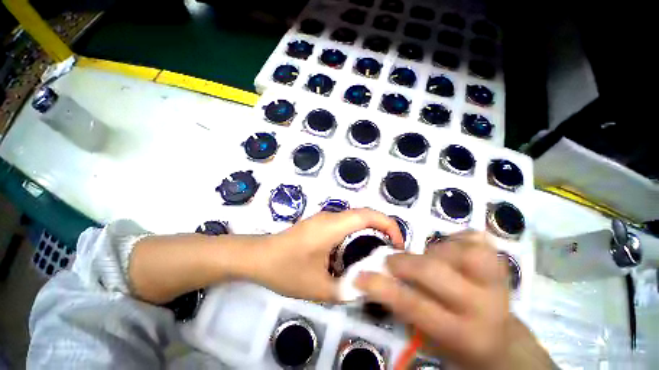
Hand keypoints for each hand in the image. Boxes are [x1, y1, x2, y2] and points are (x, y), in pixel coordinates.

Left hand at [252, 208, 403, 301]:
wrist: (258, 257)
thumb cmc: (285, 269)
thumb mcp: (318, 287)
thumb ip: (347, 290)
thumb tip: (368, 288)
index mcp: (332, 226)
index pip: (368, 215)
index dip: (388, 224)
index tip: (398, 244)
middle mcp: (330, 217)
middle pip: (364, 214)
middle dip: (383, 228)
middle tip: (392, 252)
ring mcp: (324, 219)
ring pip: (355, 218)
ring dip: (371, 230)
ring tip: (378, 254)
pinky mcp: (319, 224)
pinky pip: (345, 223)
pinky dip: (358, 233)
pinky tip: (356, 253)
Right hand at [356, 231, 509, 369]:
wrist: (501, 340)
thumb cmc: (457, 340)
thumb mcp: (428, 335)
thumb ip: (404, 306)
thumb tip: (379, 276)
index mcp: (463, 333)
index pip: (414, 305)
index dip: (382, 288)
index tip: (360, 276)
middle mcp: (484, 306)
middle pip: (434, 271)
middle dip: (404, 262)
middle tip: (391, 262)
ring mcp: (497, 281)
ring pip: (456, 249)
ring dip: (433, 251)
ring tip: (429, 259)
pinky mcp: (501, 262)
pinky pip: (472, 239)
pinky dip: (455, 240)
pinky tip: (452, 251)